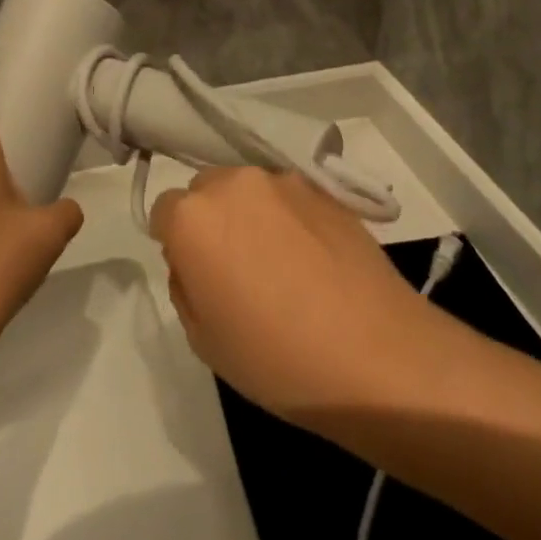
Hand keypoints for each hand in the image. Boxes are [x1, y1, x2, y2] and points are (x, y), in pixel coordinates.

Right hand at [149, 168, 434, 424]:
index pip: (164, 211)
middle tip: (237, 269)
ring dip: (252, 215)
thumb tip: (197, 263)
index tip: (198, 275)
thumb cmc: (277, 358)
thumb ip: (186, 285)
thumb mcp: (204, 339)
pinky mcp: (326, 189)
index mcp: (194, 218)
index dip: (177, 244)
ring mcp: (285, 181)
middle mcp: (235, 183)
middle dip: (212, 220)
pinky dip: (290, 218)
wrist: (376, 354)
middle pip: (207, 190)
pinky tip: (313, 260)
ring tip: (282, 264)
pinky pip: (290, 198)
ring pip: (249, 190)